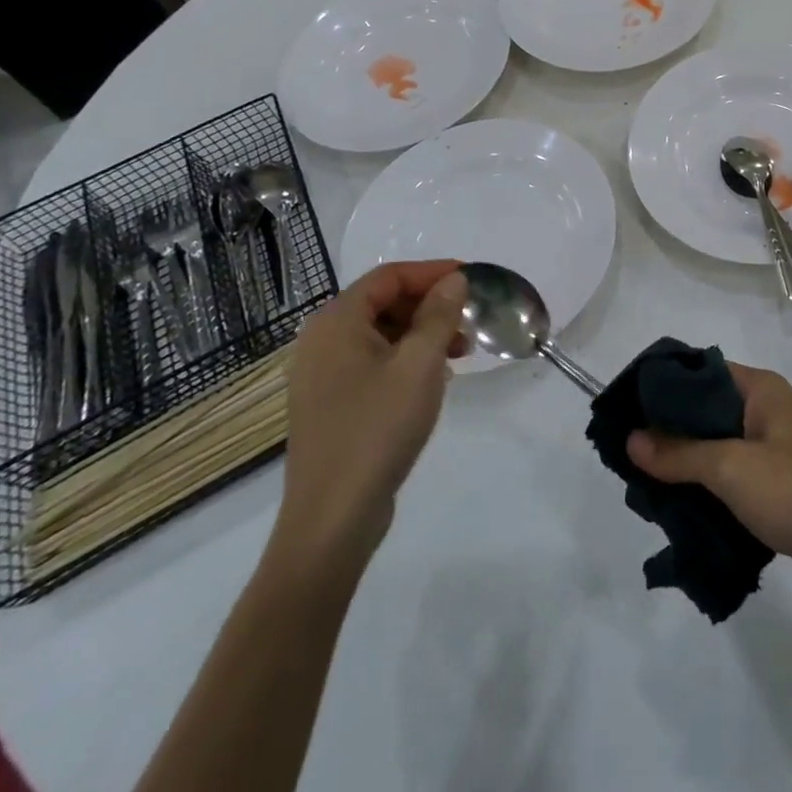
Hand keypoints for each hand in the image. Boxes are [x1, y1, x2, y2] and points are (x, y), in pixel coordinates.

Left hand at [269, 260, 469, 585]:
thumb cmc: (377, 429)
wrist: (332, 519)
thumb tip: (454, 280)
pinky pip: (373, 362)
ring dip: (422, 334)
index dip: (432, 273)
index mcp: (336, 322)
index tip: (470, 279)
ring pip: (381, 334)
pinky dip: (405, 359)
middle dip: (430, 306)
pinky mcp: (331, 403)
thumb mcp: (419, 365)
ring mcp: (322, 375)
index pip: (389, 277)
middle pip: (383, 303)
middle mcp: (321, 341)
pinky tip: (433, 379)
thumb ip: (439, 315)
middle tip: (468, 322)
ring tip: (459, 354)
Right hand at [627, 363, 791, 612]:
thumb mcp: (733, 469)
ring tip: (647, 489)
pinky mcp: (786, 489)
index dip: (661, 387)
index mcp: (760, 390)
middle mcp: (769, 411)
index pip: (699, 371)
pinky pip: (737, 479)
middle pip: (706, 411)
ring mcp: (779, 451)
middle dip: (668, 433)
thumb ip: (680, 453)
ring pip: (720, 448)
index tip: (623, 411)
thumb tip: (632, 437)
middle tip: (628, 458)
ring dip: (688, 466)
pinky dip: (711, 491)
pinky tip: (684, 513)